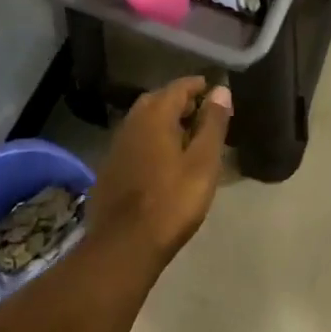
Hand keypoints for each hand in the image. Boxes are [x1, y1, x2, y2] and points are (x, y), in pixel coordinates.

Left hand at [87, 76, 231, 263]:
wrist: (124, 245)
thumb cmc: (172, 201)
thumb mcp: (203, 162)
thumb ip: (213, 123)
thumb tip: (221, 90)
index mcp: (155, 116)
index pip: (178, 88)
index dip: (197, 86)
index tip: (214, 90)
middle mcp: (131, 123)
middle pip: (156, 100)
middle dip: (178, 101)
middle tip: (201, 112)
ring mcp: (116, 147)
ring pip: (142, 121)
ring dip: (163, 120)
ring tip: (185, 135)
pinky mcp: (109, 169)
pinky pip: (134, 141)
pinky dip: (150, 139)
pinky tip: (161, 159)